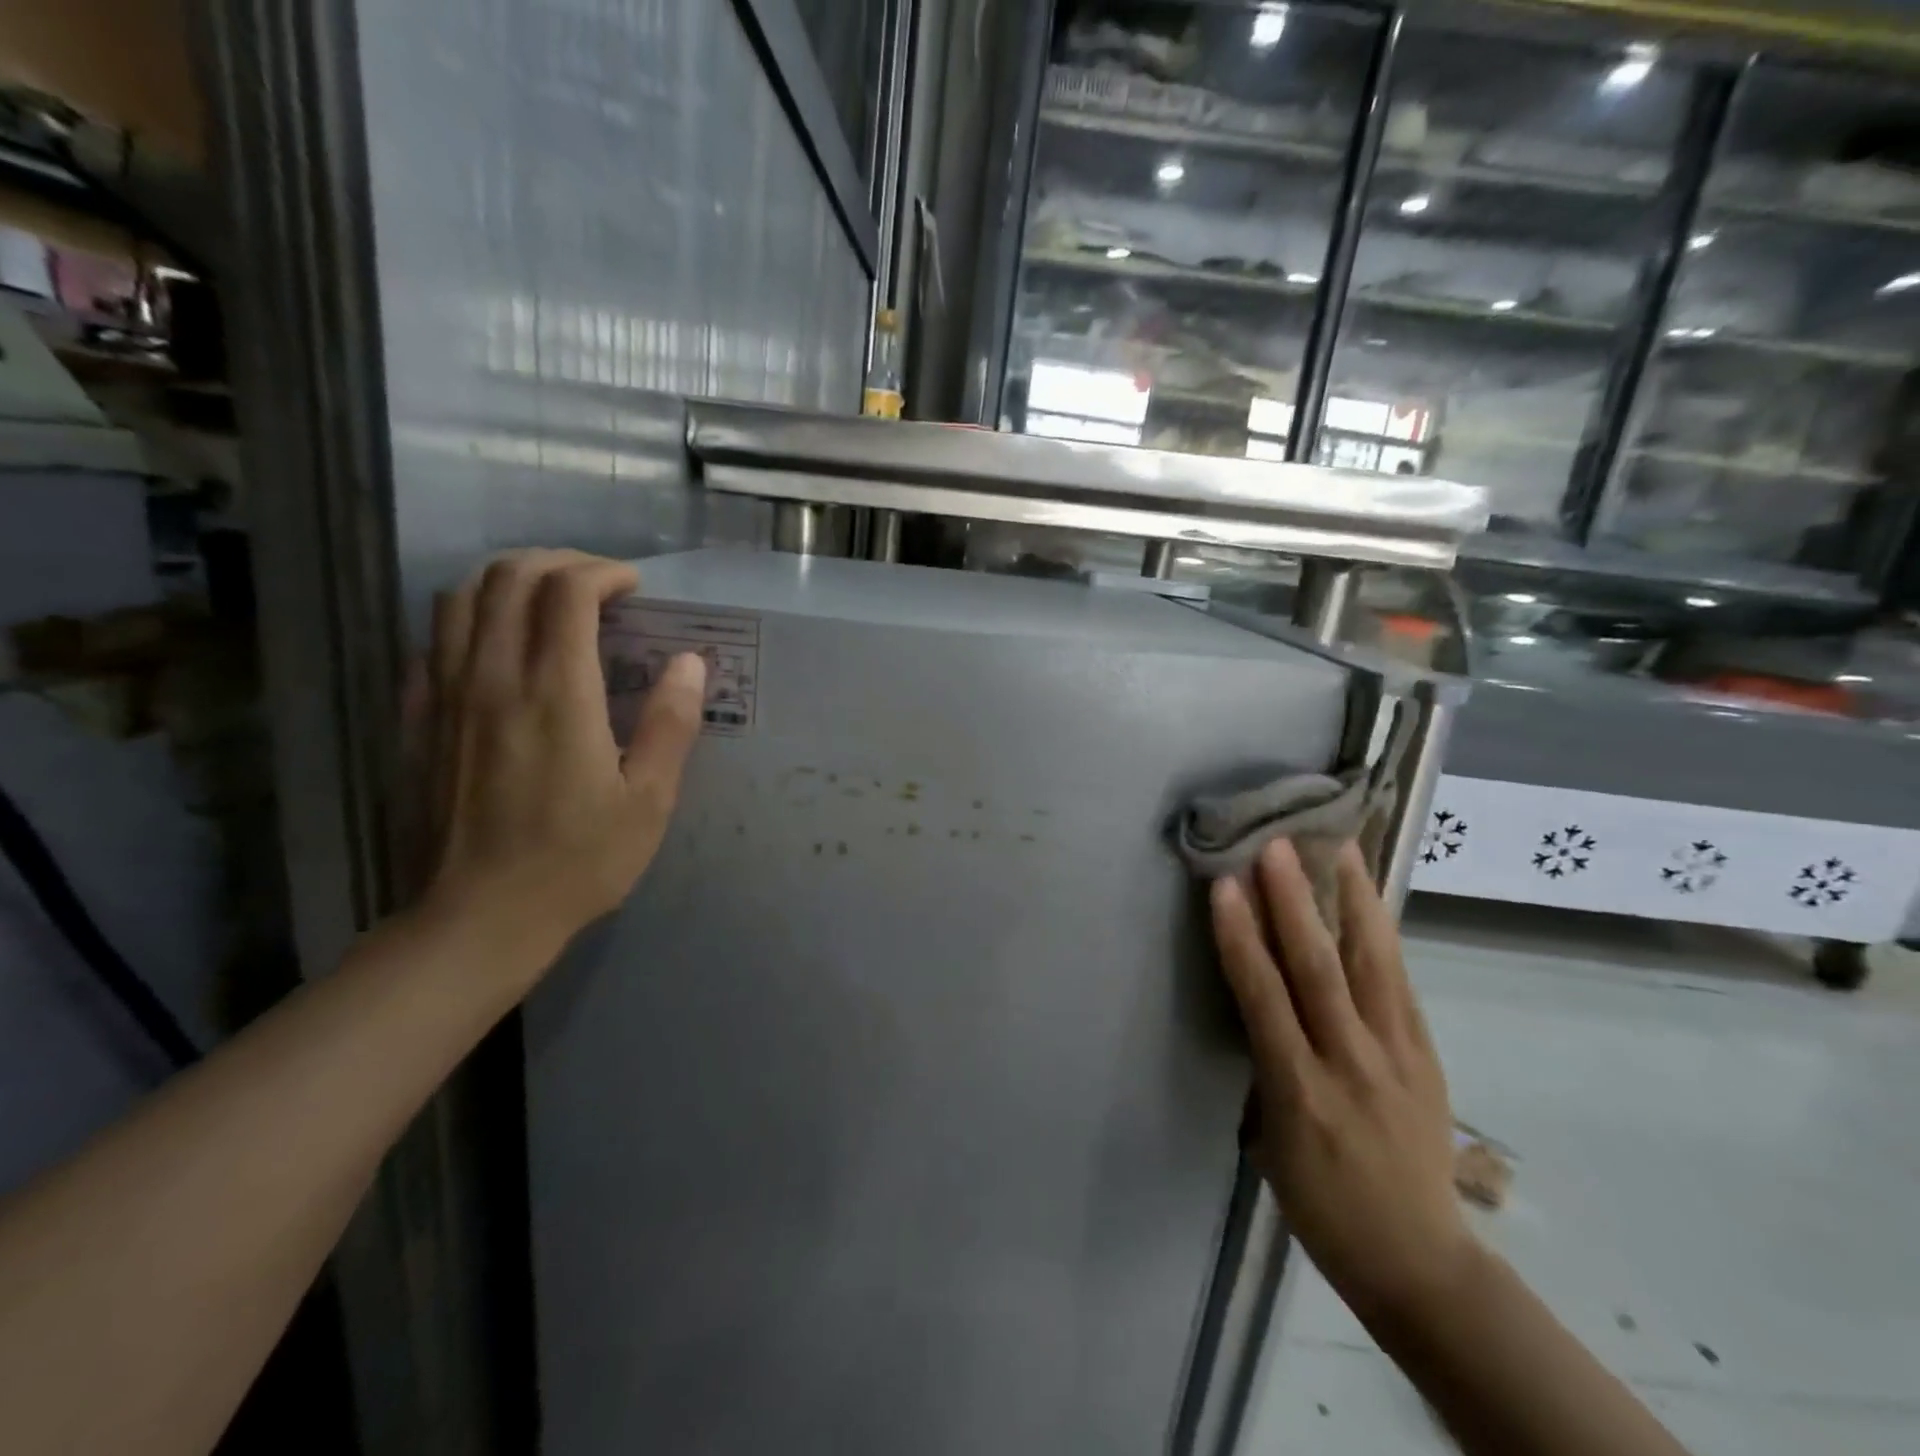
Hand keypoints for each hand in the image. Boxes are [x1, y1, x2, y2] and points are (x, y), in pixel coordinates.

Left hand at [417, 549, 705, 974]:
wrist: (477, 919)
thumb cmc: (577, 862)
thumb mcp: (648, 801)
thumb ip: (670, 724)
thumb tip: (688, 662)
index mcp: (556, 695)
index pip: (567, 592)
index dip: (603, 573)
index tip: (633, 588)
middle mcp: (492, 678)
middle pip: (509, 577)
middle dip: (558, 563)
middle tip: (596, 586)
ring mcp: (443, 696)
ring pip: (461, 598)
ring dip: (509, 580)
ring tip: (548, 602)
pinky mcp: (416, 720)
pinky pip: (434, 640)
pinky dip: (471, 618)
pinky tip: (499, 645)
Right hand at [1211, 840, 1474, 1322]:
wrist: (1420, 1261)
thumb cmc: (1322, 1207)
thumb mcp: (1272, 1145)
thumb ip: (1267, 1068)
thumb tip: (1257, 1003)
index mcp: (1301, 1093)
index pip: (1264, 999)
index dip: (1241, 938)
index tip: (1225, 886)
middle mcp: (1351, 1064)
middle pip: (1320, 970)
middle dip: (1295, 902)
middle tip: (1277, 846)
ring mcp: (1398, 1057)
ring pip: (1374, 966)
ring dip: (1353, 901)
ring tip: (1339, 848)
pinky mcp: (1427, 1056)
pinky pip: (1401, 984)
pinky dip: (1383, 936)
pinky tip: (1371, 899)